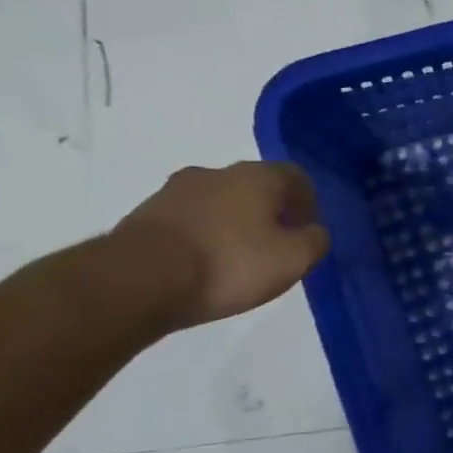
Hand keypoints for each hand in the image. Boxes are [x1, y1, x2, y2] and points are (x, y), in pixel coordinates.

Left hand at [112, 162, 330, 328]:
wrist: (137, 280)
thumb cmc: (229, 263)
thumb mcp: (293, 259)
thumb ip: (315, 241)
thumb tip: (314, 232)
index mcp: (257, 176)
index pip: (296, 176)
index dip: (308, 202)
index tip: (307, 230)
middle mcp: (216, 172)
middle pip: (255, 187)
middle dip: (269, 212)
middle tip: (275, 245)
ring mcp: (174, 192)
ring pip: (218, 202)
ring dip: (232, 223)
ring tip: (236, 259)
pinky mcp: (144, 216)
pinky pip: (188, 221)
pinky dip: (201, 236)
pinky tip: (202, 265)